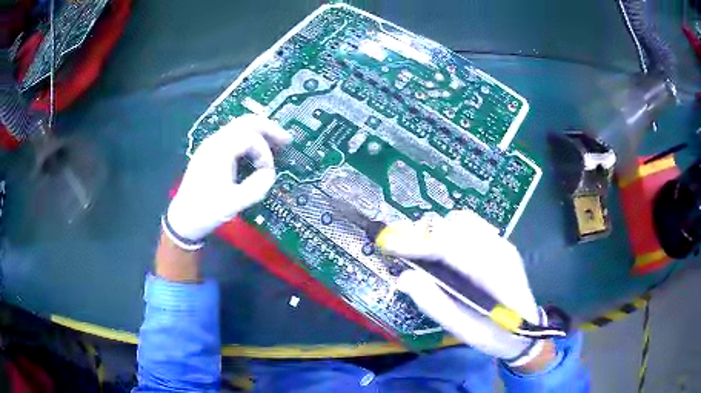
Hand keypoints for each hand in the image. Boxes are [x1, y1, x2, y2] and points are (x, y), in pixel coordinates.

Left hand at [163, 114, 291, 249]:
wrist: (183, 220)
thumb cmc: (206, 211)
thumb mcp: (233, 203)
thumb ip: (256, 187)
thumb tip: (269, 174)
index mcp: (219, 151)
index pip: (250, 137)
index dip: (264, 152)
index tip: (268, 171)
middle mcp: (214, 142)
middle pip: (245, 122)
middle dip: (268, 128)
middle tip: (286, 139)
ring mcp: (211, 146)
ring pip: (239, 127)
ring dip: (259, 133)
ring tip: (275, 144)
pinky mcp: (210, 154)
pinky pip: (233, 138)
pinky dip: (249, 140)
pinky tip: (256, 152)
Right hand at [379, 210, 554, 369]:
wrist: (529, 331)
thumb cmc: (497, 336)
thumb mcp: (465, 331)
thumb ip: (436, 305)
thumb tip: (404, 278)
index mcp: (494, 274)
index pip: (451, 247)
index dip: (416, 243)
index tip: (387, 245)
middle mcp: (500, 249)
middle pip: (454, 225)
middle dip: (422, 234)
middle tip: (400, 252)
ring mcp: (502, 242)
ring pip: (461, 219)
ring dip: (435, 230)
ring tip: (419, 250)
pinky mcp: (499, 243)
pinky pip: (468, 225)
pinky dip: (447, 230)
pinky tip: (440, 249)